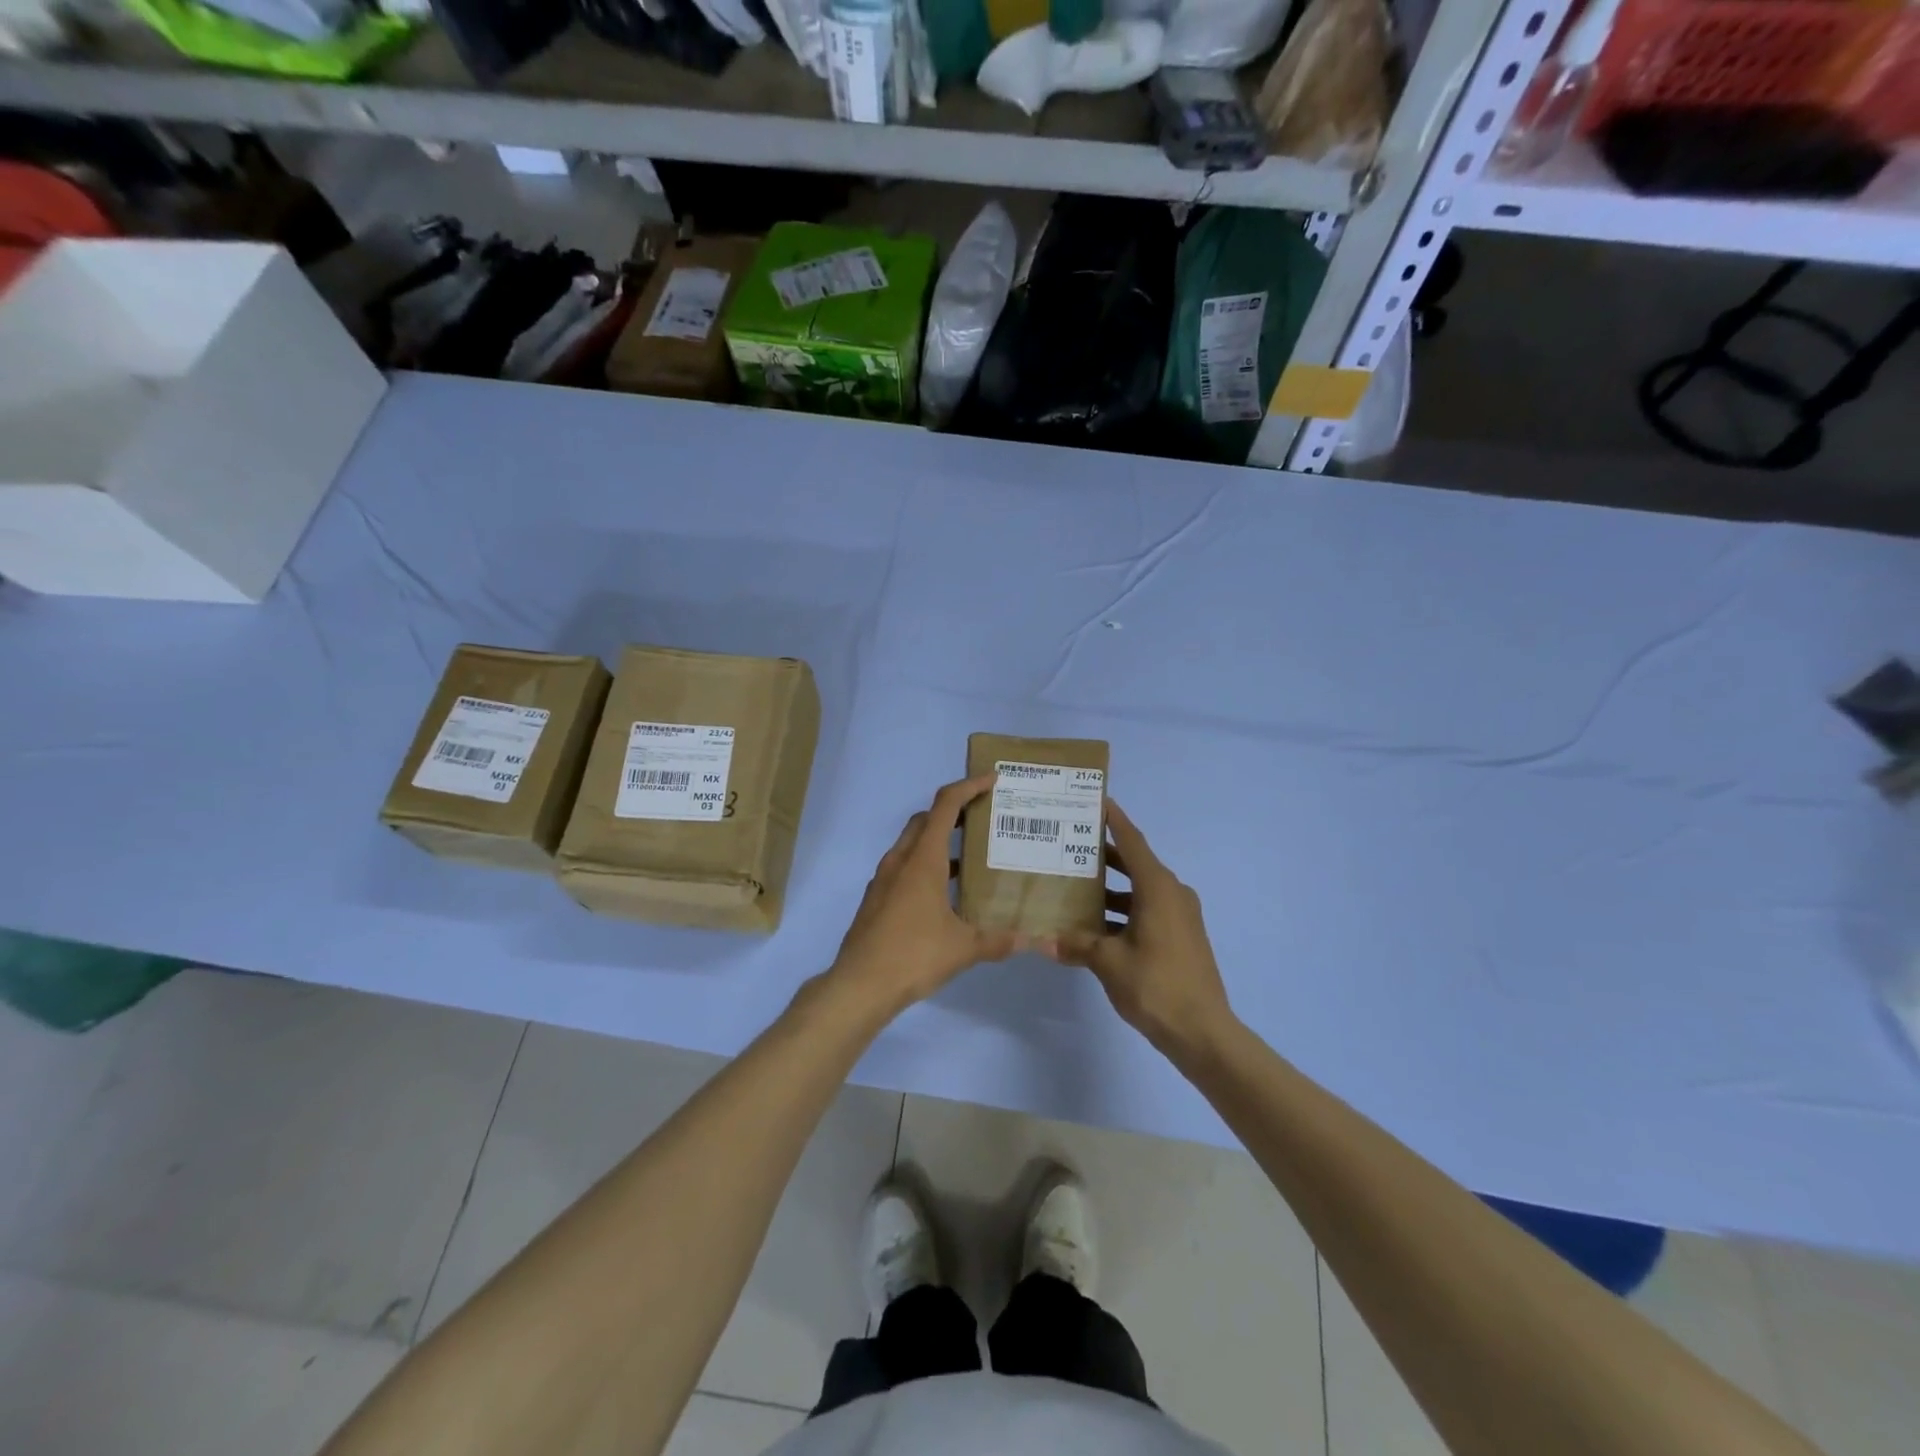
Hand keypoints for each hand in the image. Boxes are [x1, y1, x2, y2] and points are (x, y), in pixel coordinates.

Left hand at [828, 775, 1022, 1015]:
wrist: (859, 985)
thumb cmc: (913, 955)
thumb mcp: (964, 948)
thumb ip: (999, 940)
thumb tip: (1034, 941)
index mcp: (922, 860)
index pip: (945, 805)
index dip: (969, 787)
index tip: (991, 781)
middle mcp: (900, 861)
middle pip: (926, 819)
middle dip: (953, 811)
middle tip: (983, 818)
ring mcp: (884, 880)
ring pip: (912, 845)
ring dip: (938, 841)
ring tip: (970, 858)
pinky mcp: (876, 899)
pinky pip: (904, 868)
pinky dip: (925, 866)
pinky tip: (944, 894)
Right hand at [1041, 802, 1234, 1057]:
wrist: (1203, 1032)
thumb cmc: (1156, 985)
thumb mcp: (1109, 962)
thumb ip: (1077, 944)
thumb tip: (1046, 940)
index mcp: (1159, 888)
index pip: (1133, 842)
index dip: (1114, 820)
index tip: (1097, 800)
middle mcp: (1172, 894)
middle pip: (1135, 864)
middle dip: (1104, 855)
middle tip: (1070, 845)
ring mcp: (1180, 917)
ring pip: (1139, 891)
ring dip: (1111, 889)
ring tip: (1074, 887)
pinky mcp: (1181, 937)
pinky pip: (1147, 911)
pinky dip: (1123, 912)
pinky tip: (1094, 926)